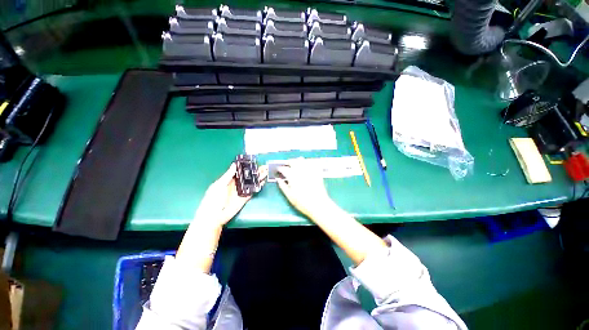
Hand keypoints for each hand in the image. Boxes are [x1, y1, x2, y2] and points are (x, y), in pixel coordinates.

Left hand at [193, 163, 267, 226]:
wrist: (214, 216)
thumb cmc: (213, 199)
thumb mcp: (219, 185)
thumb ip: (228, 175)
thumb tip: (234, 164)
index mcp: (229, 180)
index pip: (240, 171)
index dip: (247, 167)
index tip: (254, 162)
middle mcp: (237, 184)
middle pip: (248, 176)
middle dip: (255, 172)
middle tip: (264, 167)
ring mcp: (241, 191)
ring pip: (252, 183)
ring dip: (258, 178)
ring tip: (266, 172)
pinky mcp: (245, 198)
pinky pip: (252, 191)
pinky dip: (258, 187)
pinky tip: (263, 182)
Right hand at [276, 164, 337, 221]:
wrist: (318, 204)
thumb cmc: (302, 202)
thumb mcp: (289, 196)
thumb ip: (282, 186)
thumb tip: (278, 179)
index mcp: (292, 176)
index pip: (284, 168)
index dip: (280, 168)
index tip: (278, 170)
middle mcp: (300, 170)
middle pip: (293, 161)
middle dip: (289, 162)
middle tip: (287, 165)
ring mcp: (309, 170)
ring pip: (302, 160)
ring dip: (298, 161)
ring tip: (296, 164)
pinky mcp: (317, 172)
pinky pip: (312, 163)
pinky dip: (308, 162)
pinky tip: (307, 165)